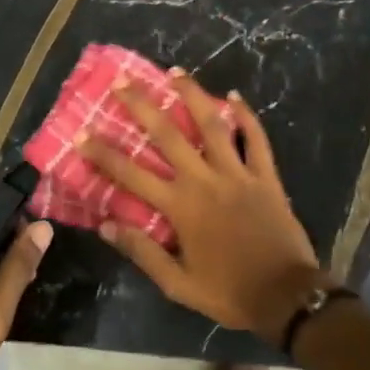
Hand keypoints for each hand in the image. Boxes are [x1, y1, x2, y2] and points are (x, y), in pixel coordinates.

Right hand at [79, 72, 329, 345]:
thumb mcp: (178, 285)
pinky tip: (234, 96)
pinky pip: (255, 138)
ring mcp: (238, 173)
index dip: (104, 153)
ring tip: (175, 72)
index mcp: (181, 207)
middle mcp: (205, 180)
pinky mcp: (265, 175)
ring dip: (192, 95)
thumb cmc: (229, 292)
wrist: (286, 297)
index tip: (82, 134)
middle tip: (122, 82)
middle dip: (142, 106)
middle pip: (168, 134)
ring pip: (212, 125)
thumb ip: (143, 252)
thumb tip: (106, 225)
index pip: (131, 174)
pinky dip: (245, 116)